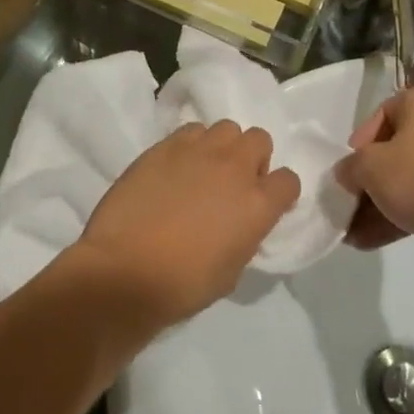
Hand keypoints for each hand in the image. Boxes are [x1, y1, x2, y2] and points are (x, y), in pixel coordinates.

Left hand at [72, 121, 299, 329]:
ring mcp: (199, 151)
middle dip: (252, 158)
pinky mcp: (165, 145)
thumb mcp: (232, 270)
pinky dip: (190, 145)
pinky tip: (175, 168)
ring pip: (225, 129)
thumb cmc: (182, 284)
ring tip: (202, 170)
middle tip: (233, 183)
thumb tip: (239, 222)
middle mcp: (235, 168)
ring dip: (222, 147)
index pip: (289, 180)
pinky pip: (190, 131)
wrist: (124, 270)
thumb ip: (245, 235)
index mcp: (258, 204)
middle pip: (259, 139)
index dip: (279, 192)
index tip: (265, 204)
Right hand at [335, 86, 413, 272]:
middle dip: (370, 182)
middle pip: (398, 148)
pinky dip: (407, 212)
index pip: (382, 113)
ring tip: (356, 234)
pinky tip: (376, 240)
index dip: (360, 144)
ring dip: (383, 203)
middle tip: (350, 204)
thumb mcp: (371, 168)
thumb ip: (351, 167)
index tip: (349, 171)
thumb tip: (349, 174)